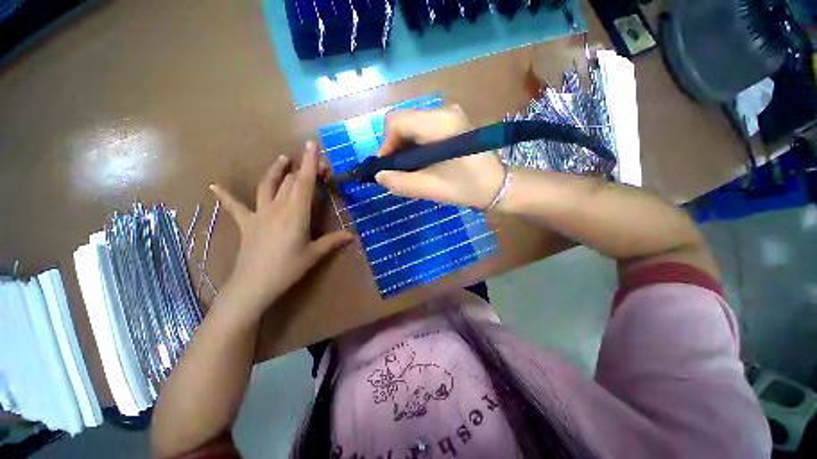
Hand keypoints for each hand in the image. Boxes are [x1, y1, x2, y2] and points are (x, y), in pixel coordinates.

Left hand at [210, 142, 352, 322]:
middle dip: (302, 167)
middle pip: (291, 181)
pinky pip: (235, 206)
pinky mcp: (246, 223)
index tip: (313, 144)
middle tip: (312, 158)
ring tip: (282, 159)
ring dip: (276, 171)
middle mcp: (278, 208)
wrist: (254, 285)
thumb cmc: (287, 268)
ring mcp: (259, 213)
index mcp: (296, 214)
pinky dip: (225, 196)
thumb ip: (333, 241)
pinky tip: (214, 186)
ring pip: (267, 185)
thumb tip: (352, 235)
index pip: (306, 183)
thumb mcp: (314, 254)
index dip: (310, 163)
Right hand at [375, 105, 506, 208]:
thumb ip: (400, 183)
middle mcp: (443, 110)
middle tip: (399, 172)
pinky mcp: (451, 121)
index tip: (389, 169)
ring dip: (404, 147)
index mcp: (440, 123)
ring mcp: (448, 114)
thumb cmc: (467, 187)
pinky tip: (421, 162)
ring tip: (410, 170)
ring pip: (411, 125)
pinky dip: (415, 145)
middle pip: (402, 121)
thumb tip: (379, 175)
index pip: (396, 121)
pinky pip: (422, 128)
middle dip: (395, 147)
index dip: (386, 145)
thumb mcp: (431, 188)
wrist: (497, 184)